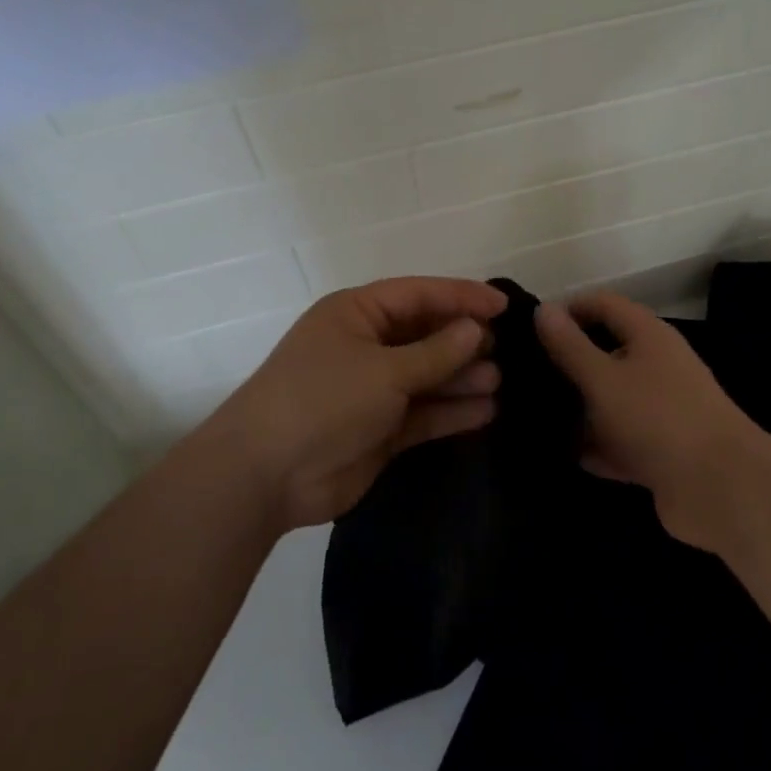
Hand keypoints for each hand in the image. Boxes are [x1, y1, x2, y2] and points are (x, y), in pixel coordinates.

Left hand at [196, 277, 508, 530]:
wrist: (265, 476)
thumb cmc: (324, 400)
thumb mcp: (384, 370)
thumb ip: (435, 352)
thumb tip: (475, 329)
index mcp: (357, 313)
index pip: (418, 294)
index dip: (461, 296)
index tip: (504, 305)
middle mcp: (366, 346)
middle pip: (424, 334)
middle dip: (463, 340)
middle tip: (504, 348)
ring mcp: (372, 390)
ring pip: (427, 376)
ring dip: (461, 378)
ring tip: (500, 381)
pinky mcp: (379, 430)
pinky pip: (422, 413)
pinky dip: (450, 412)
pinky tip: (485, 411)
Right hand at [535, 290, 770, 550]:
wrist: (721, 489)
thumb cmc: (658, 419)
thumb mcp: (603, 378)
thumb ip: (570, 346)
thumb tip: (543, 308)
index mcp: (649, 336)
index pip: (603, 304)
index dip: (567, 310)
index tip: (528, 330)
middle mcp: (657, 366)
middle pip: (606, 352)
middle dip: (568, 364)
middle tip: (522, 376)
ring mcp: (661, 411)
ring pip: (611, 400)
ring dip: (579, 409)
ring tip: (532, 416)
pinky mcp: (661, 451)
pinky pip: (620, 440)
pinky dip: (597, 446)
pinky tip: (562, 455)